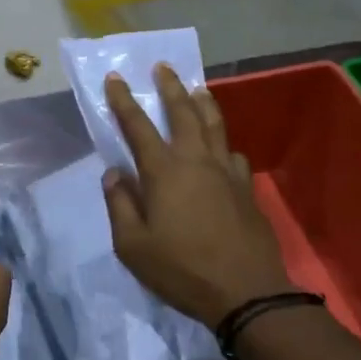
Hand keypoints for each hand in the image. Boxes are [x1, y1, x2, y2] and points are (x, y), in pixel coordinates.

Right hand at [102, 65, 292, 329]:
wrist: (246, 293)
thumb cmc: (181, 269)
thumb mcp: (133, 245)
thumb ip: (120, 205)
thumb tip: (114, 174)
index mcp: (164, 171)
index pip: (138, 126)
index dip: (123, 101)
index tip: (115, 78)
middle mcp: (196, 161)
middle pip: (183, 112)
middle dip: (170, 87)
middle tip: (163, 67)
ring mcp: (226, 173)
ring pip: (214, 125)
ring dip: (203, 103)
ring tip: (198, 89)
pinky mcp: (246, 189)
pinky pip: (232, 154)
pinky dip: (223, 144)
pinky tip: (222, 149)